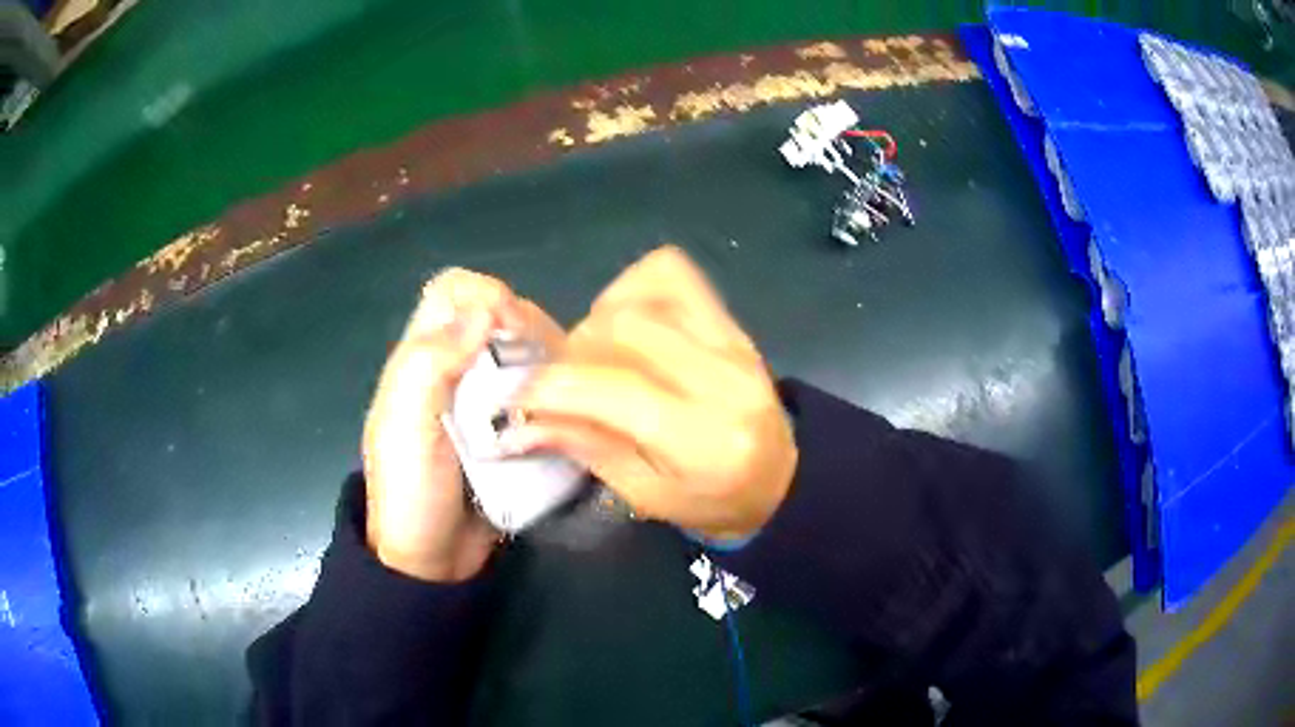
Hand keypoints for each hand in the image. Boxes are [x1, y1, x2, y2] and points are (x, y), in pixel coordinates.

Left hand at [362, 268, 563, 580]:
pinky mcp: (512, 427)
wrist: (432, 561)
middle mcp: (454, 367)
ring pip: (523, 349)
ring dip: (546, 360)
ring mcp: (484, 399)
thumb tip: (482, 307)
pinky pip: (539, 389)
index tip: (509, 330)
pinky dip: (557, 390)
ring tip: (562, 393)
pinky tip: (568, 409)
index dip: (485, 295)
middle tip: (544, 370)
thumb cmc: (411, 493)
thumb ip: (429, 364)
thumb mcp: (405, 429)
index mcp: (420, 358)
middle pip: (496, 314)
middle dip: (524, 328)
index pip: (452, 290)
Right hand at [503, 246, 797, 540]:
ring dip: (599, 320)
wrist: (782, 477)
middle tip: (563, 386)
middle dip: (572, 353)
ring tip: (597, 359)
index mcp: (703, 439)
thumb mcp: (645, 495)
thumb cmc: (712, 501)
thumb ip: (585, 448)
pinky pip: (671, 275)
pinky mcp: (731, 321)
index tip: (518, 400)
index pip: (612, 389)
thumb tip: (518, 424)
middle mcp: (723, 377)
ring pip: (642, 293)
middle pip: (622, 328)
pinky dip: (631, 290)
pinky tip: (626, 324)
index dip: (549, 387)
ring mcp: (732, 340)